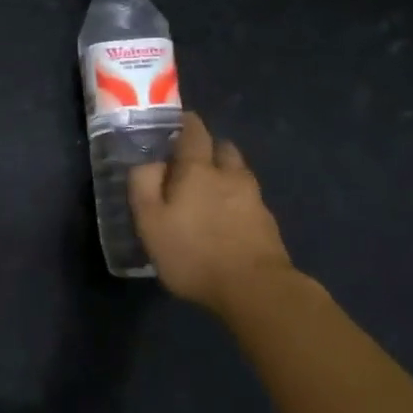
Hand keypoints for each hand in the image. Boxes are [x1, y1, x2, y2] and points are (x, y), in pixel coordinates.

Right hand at [129, 111, 293, 313]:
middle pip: (223, 148)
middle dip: (208, 148)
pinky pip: (248, 199)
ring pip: (239, 173)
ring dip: (225, 173)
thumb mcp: (151, 222)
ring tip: (209, 191)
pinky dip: (236, 200)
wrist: (255, 289)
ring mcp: (254, 198)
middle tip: (190, 161)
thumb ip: (144, 185)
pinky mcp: (267, 223)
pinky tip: (226, 218)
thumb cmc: (193, 253)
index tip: (177, 123)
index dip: (186, 123)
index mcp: (198, 169)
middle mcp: (230, 175)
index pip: (195, 132)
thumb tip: (147, 161)